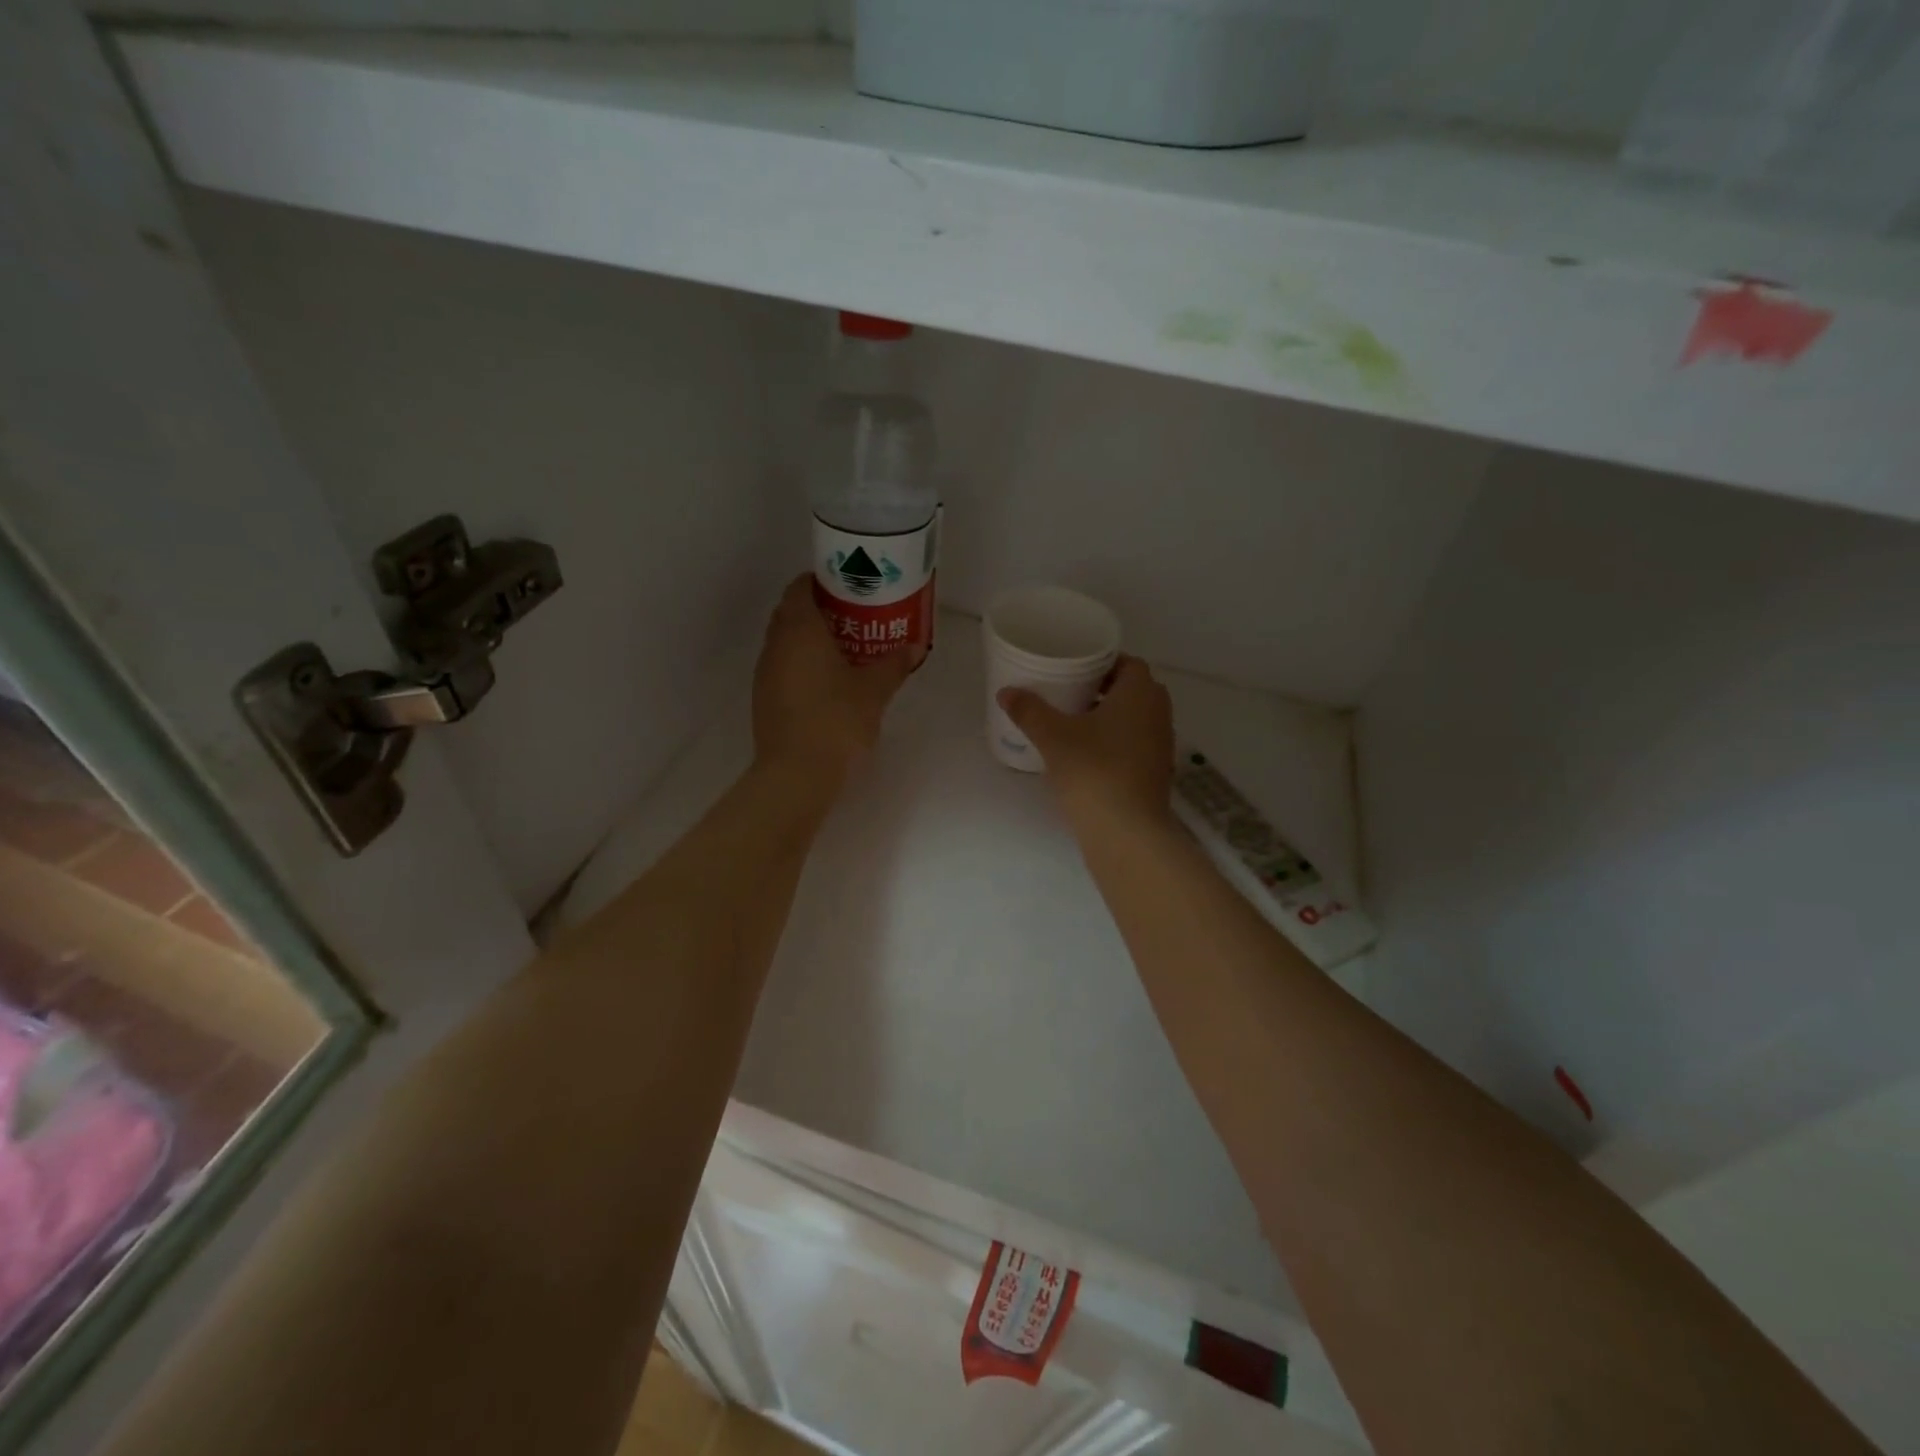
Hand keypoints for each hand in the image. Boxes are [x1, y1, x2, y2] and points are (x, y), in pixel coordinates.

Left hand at [753, 575, 917, 781]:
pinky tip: (829, 683)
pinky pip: (784, 667)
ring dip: (810, 640)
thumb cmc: (837, 720)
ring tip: (845, 649)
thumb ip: (894, 664)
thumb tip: (915, 647)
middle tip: (853, 618)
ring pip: (786, 642)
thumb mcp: (874, 690)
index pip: (800, 587)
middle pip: (791, 613)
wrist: (796, 774)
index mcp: (799, 629)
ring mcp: (766, 673)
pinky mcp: (764, 699)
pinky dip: (802, 664)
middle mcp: (776, 644)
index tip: (848, 588)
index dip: (822, 582)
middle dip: (819, 610)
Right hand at [998, 656, 1173, 829]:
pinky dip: (1116, 742)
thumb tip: (1006, 692)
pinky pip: (1136, 744)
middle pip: (1133, 690)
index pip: (1128, 663)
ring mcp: (1161, 746)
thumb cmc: (1093, 771)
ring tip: (1074, 722)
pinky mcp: (1156, 774)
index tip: (1075, 667)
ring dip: (1110, 717)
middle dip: (1104, 689)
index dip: (1103, 662)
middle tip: (1070, 692)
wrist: (1126, 832)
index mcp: (1140, 694)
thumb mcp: (1053, 737)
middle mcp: (1158, 714)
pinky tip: (1087, 754)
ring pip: (1136, 719)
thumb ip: (1029, 710)